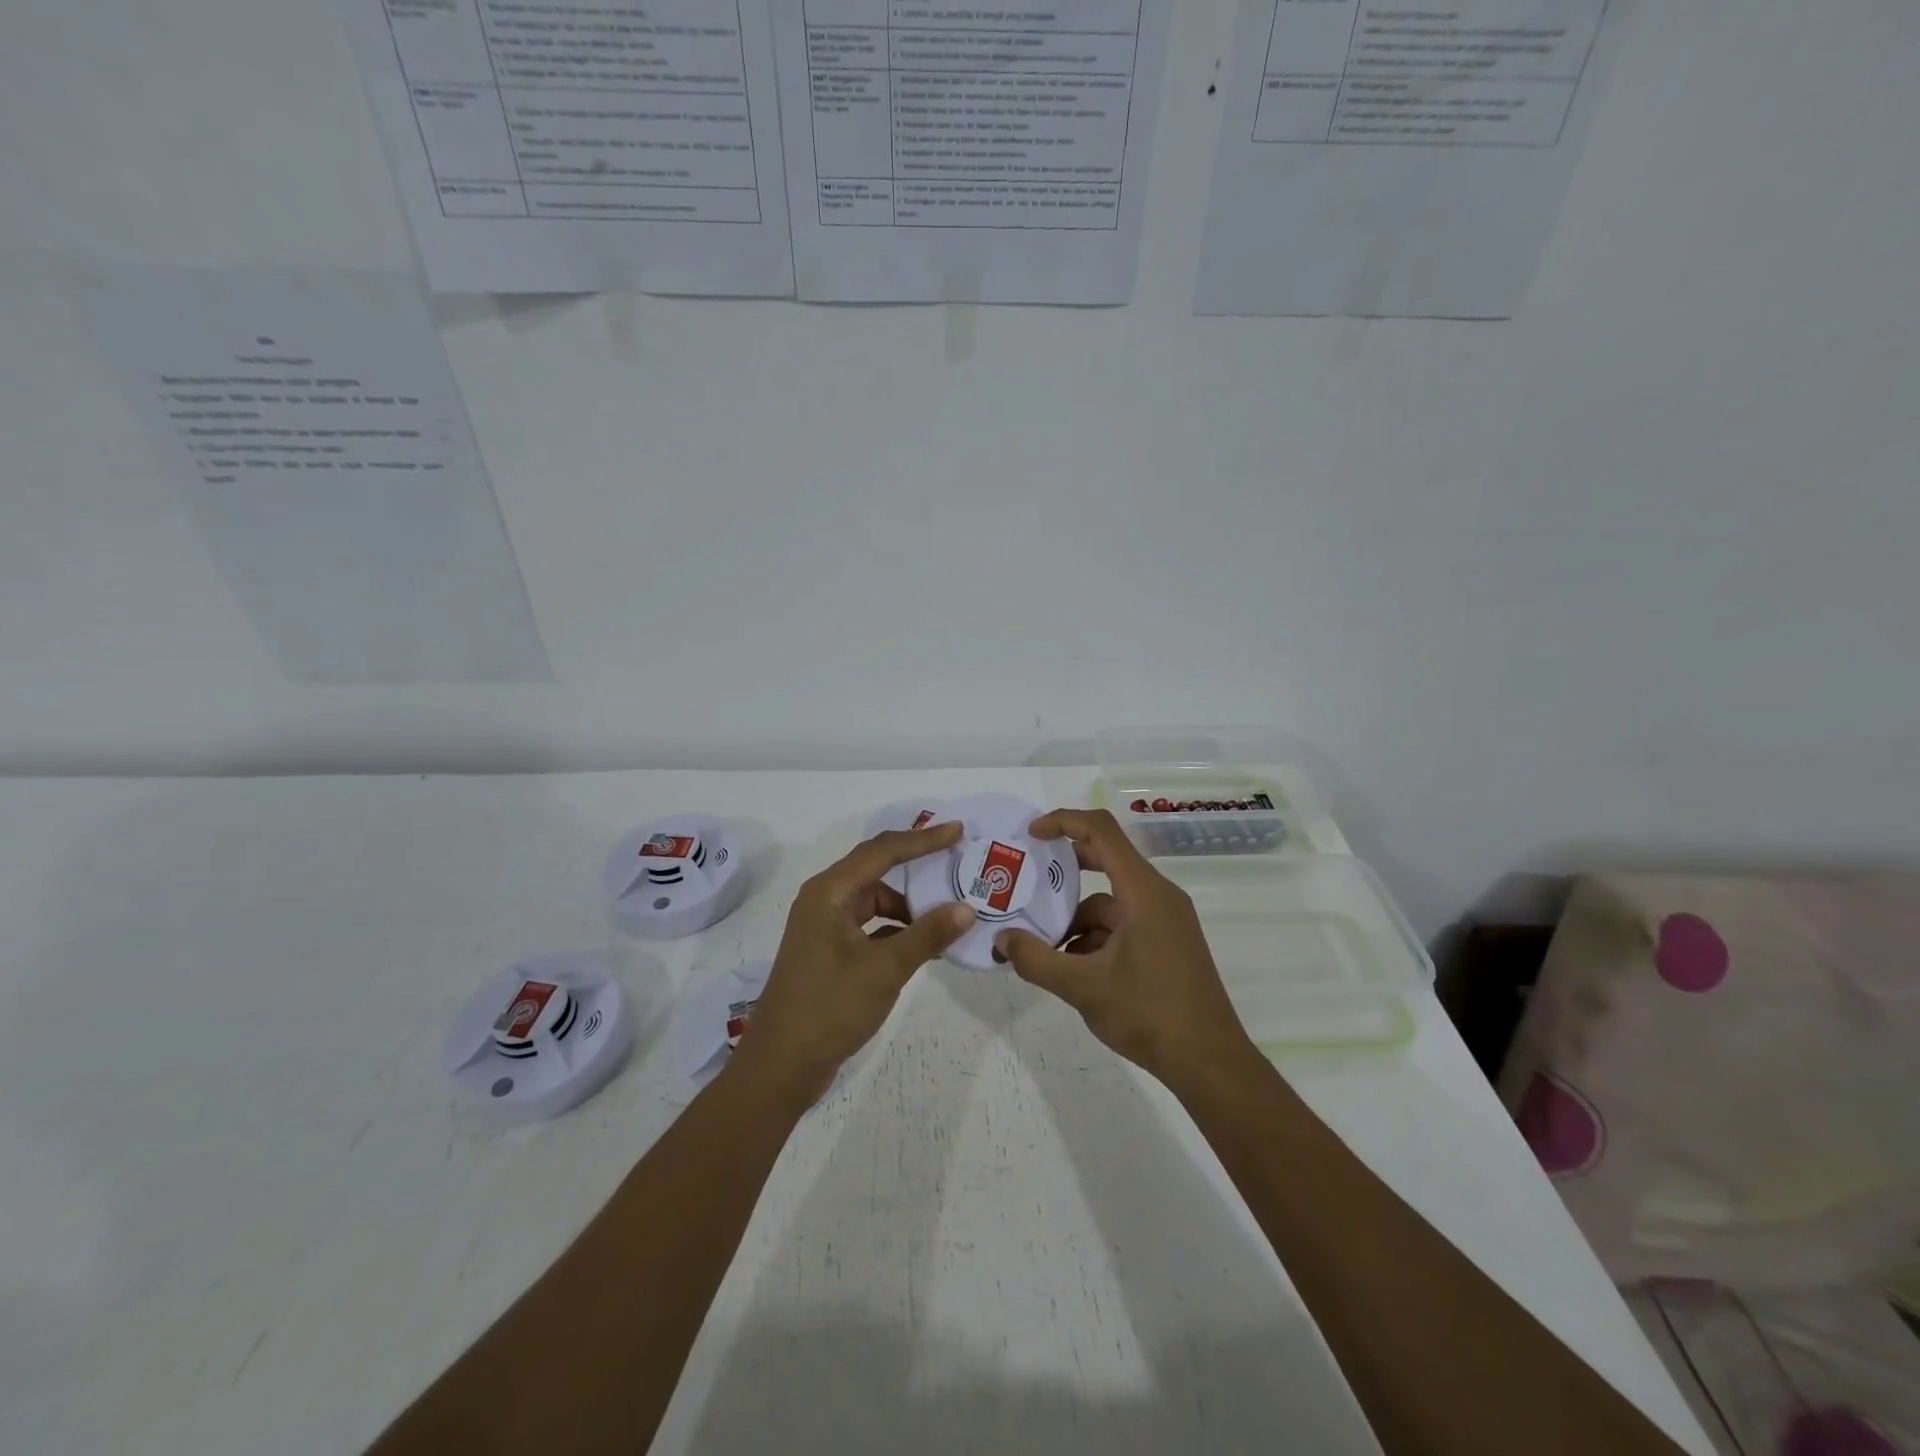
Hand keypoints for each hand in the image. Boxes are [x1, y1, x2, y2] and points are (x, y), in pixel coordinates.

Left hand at [729, 823, 975, 1100]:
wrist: (781, 1066)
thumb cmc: (829, 1008)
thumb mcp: (885, 969)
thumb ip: (927, 935)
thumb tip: (967, 909)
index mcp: (829, 892)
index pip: (882, 851)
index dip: (922, 839)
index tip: (958, 831)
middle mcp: (824, 899)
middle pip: (876, 868)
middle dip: (916, 863)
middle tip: (956, 859)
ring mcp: (824, 926)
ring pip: (875, 900)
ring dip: (908, 904)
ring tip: (948, 912)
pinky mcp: (829, 950)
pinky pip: (870, 924)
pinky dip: (897, 928)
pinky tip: (924, 943)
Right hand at [994, 809, 1252, 1088]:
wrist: (1209, 1063)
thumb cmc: (1149, 1014)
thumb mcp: (1082, 987)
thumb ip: (1036, 960)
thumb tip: (1001, 941)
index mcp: (1143, 891)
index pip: (1101, 831)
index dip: (1063, 822)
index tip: (1030, 835)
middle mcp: (1159, 895)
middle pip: (1106, 860)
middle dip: (1065, 871)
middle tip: (1027, 881)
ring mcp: (1166, 920)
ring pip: (1110, 902)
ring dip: (1076, 920)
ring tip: (1045, 949)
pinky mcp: (1167, 942)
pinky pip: (1123, 924)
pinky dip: (1095, 938)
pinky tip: (1074, 970)